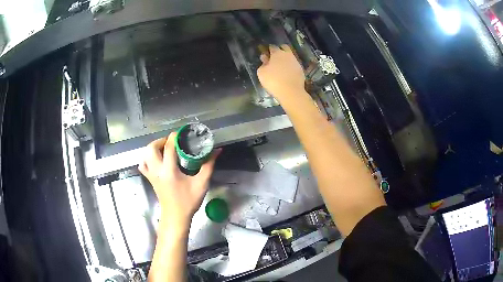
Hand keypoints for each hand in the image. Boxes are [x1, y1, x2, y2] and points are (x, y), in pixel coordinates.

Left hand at [139, 132, 219, 231]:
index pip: (168, 147)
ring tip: (165, 148)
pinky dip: (147, 158)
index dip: (174, 137)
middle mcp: (157, 170)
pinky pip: (143, 165)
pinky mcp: (150, 179)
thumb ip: (208, 165)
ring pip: (145, 155)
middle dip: (162, 140)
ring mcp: (151, 175)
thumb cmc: (189, 201)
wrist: (176, 216)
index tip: (182, 133)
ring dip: (154, 147)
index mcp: (169, 171)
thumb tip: (216, 151)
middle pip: (152, 148)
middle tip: (173, 142)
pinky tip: (156, 159)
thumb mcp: (201, 183)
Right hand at [257, 45, 305, 100]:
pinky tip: (287, 73)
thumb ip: (262, 64)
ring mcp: (296, 62)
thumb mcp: (261, 73)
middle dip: (280, 50)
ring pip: (290, 56)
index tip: (266, 54)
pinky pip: (294, 65)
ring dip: (286, 59)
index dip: (269, 50)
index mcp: (277, 53)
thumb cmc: (273, 81)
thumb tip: (265, 59)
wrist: (291, 92)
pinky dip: (290, 66)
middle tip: (275, 57)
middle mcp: (288, 55)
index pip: (272, 47)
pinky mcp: (301, 70)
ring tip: (281, 66)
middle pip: (284, 48)